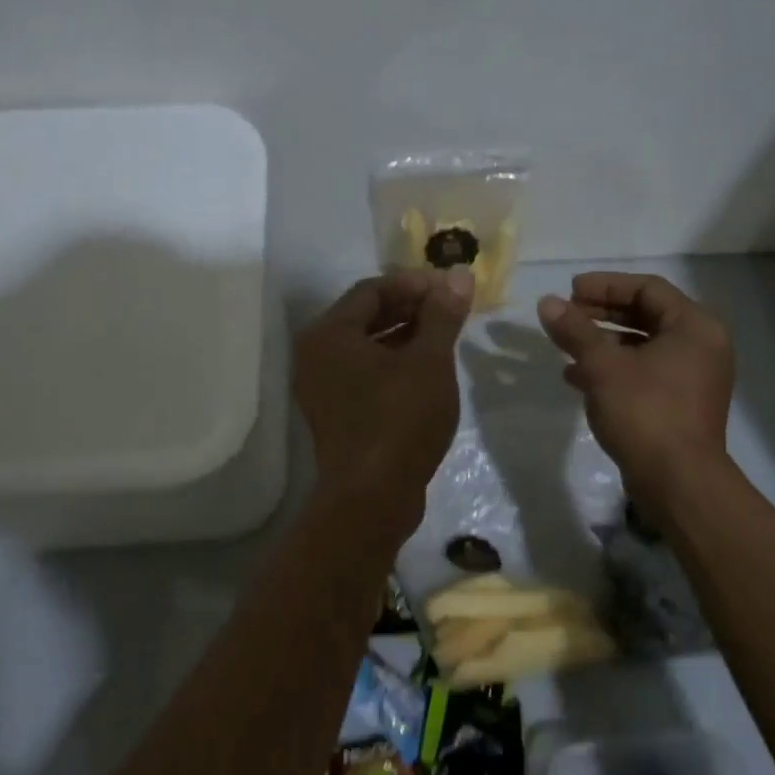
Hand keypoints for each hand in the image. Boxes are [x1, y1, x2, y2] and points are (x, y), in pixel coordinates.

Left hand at [295, 268, 474, 534]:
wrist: (372, 498)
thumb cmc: (399, 419)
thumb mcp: (429, 361)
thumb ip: (442, 315)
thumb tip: (459, 276)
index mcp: (328, 333)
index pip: (372, 289)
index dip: (414, 284)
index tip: (451, 289)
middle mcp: (315, 355)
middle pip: (366, 316)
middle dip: (411, 309)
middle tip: (451, 311)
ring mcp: (322, 388)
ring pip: (366, 348)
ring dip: (405, 337)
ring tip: (445, 338)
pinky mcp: (335, 415)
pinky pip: (364, 375)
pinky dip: (393, 365)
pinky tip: (427, 372)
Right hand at [537, 272, 734, 512]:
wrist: (678, 482)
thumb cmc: (645, 412)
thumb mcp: (603, 366)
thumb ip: (575, 330)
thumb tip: (547, 303)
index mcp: (694, 327)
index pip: (648, 288)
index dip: (606, 285)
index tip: (570, 291)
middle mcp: (701, 346)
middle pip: (646, 315)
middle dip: (602, 313)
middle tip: (567, 314)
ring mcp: (693, 378)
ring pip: (642, 346)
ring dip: (603, 343)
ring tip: (566, 347)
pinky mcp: (680, 405)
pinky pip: (643, 373)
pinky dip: (613, 369)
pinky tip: (577, 378)